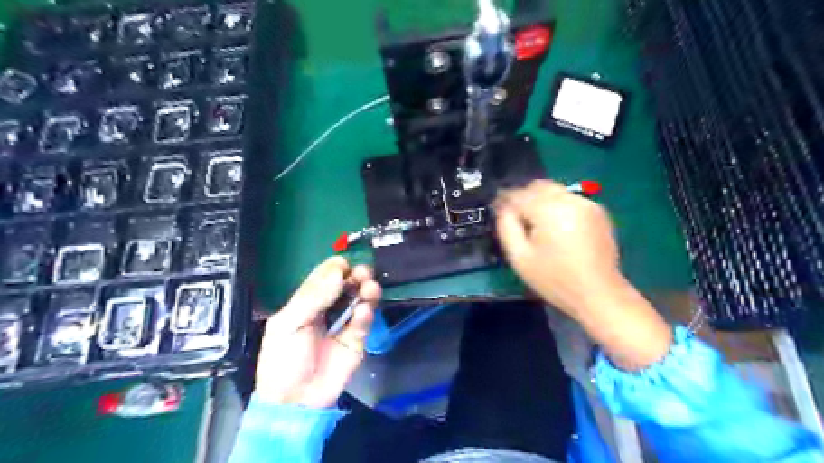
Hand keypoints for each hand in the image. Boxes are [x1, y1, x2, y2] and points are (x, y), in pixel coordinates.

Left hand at [256, 255, 381, 406]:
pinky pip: (364, 320)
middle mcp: (327, 308)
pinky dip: (366, 313)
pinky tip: (363, 312)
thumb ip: (312, 296)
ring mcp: (344, 323)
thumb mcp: (289, 324)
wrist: (296, 401)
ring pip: (360, 298)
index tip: (343, 265)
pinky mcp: (357, 339)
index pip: (324, 277)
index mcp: (306, 302)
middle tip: (362, 273)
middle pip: (346, 284)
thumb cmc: (284, 360)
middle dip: (356, 275)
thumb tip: (337, 270)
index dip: (334, 268)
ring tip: (369, 287)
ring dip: (366, 290)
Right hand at [495, 179, 617, 317]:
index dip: (504, 199)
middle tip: (515, 217)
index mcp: (548, 209)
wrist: (598, 293)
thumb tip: (503, 208)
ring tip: (535, 223)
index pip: (518, 194)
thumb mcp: (519, 257)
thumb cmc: (554, 279)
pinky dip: (557, 206)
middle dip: (523, 197)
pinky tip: (555, 226)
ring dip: (540, 200)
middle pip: (538, 186)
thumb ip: (506, 226)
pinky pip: (570, 199)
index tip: (496, 208)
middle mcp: (569, 199)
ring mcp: (587, 203)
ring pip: (554, 191)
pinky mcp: (597, 211)